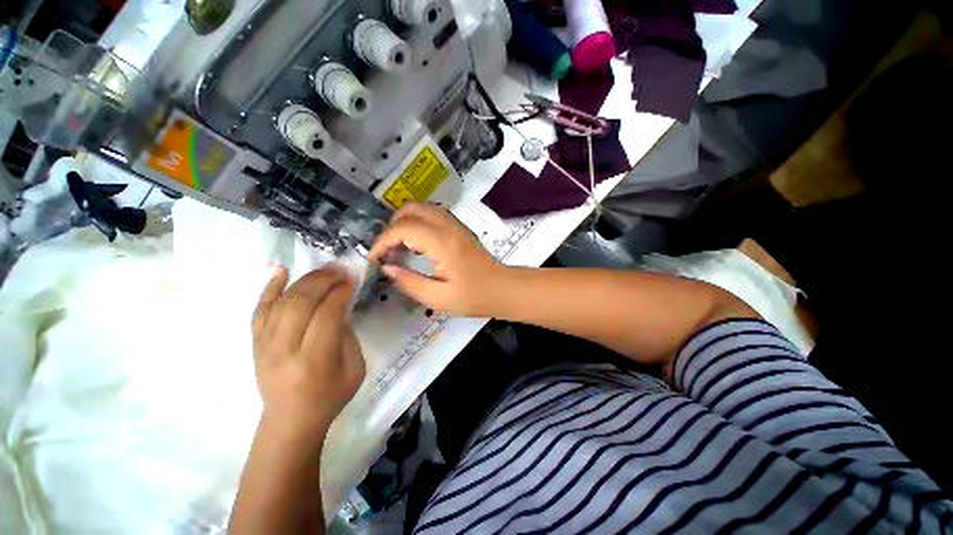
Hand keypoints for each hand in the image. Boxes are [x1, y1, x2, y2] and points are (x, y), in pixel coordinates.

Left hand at [252, 266, 365, 441]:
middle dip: (322, 280)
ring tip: (323, 269)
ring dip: (304, 280)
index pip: (326, 315)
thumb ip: (348, 335)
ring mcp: (264, 346)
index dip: (340, 293)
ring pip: (281, 302)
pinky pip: (260, 310)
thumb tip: (340, 306)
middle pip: (300, 303)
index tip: (351, 280)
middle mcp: (285, 350)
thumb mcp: (355, 368)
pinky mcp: (255, 343)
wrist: (291, 420)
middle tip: (339, 269)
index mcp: (315, 361)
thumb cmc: (330, 396)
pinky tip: (281, 270)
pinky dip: (269, 287)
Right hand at [369, 202, 507, 316]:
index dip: (383, 241)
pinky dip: (417, 223)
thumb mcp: (438, 298)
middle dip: (392, 226)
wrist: (502, 288)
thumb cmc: (473, 297)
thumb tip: (387, 268)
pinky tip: (417, 245)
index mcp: (443, 243)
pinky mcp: (459, 227)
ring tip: (399, 248)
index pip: (404, 228)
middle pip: (411, 208)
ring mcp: (456, 224)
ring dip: (405, 222)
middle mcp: (448, 226)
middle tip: (388, 250)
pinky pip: (432, 214)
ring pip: (422, 208)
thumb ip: (409, 282)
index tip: (375, 258)